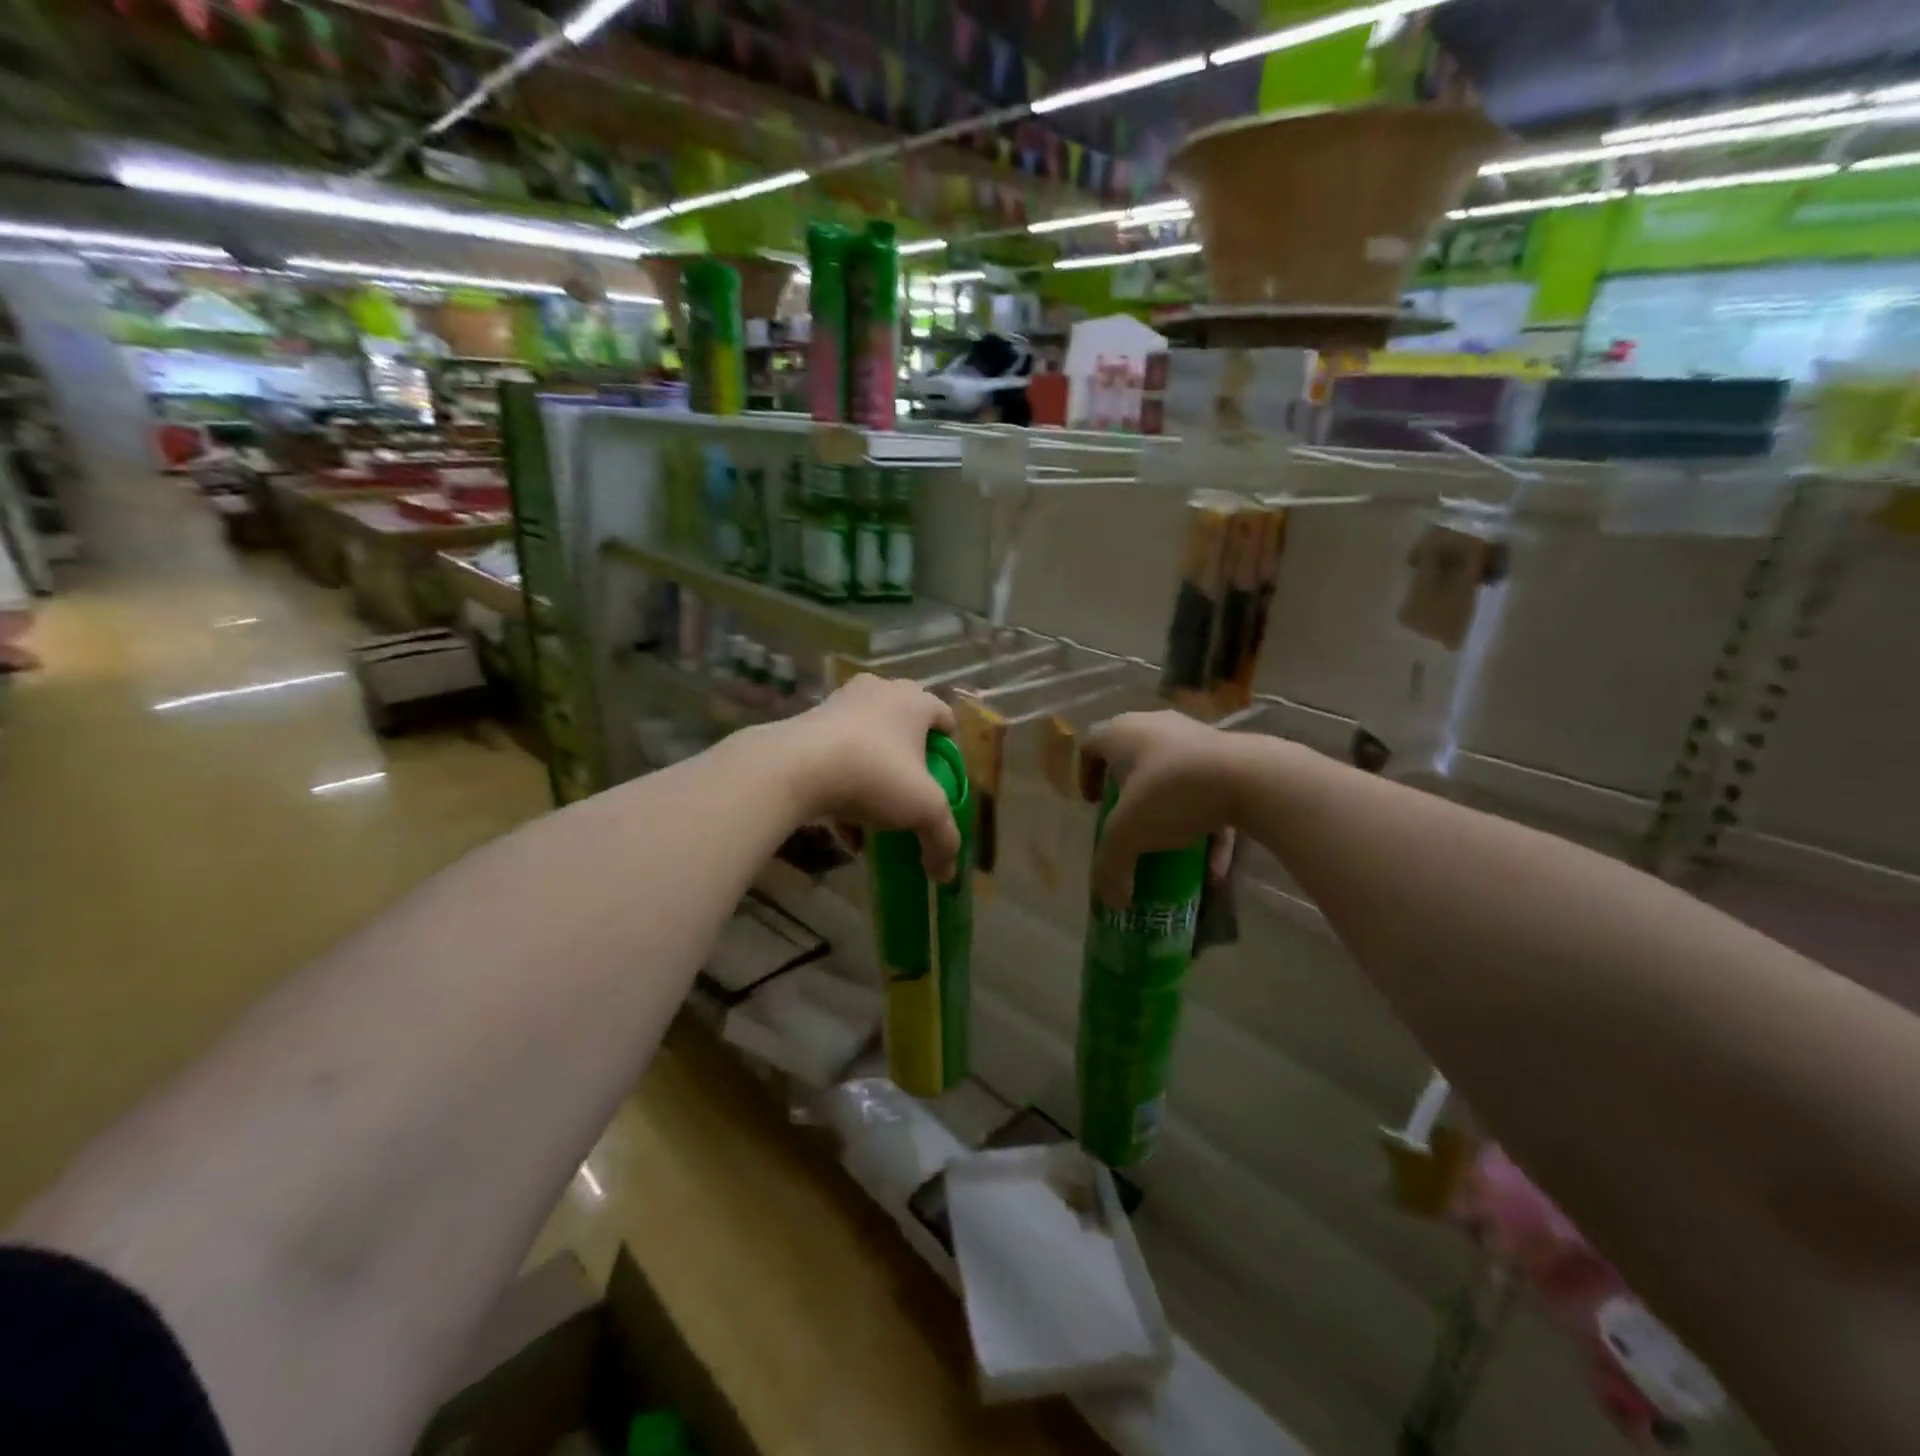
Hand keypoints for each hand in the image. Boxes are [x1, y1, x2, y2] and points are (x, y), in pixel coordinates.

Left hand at [781, 675, 961, 881]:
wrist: (793, 768)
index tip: (946, 783)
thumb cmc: (875, 774)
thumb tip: (948, 873)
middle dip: (910, 766)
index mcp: (913, 700)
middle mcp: (878, 692)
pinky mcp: (807, 726)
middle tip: (912, 797)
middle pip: (904, 729)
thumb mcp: (924, 810)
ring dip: (875, 780)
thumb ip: (943, 839)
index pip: (945, 717)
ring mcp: (838, 705)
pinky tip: (845, 829)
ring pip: (867, 745)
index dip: (951, 752)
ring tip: (876, 819)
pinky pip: (835, 757)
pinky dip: (844, 787)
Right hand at [1083, 712, 1248, 908]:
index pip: (1091, 746)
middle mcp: (1156, 727)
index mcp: (1122, 733)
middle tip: (1128, 822)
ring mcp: (1196, 738)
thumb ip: (1111, 866)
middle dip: (1129, 794)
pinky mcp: (1231, 757)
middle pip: (1133, 760)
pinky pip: (1210, 793)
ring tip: (1171, 849)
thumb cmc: (1170, 793)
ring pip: (1174, 778)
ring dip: (1171, 814)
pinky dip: (1208, 827)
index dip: (1086, 776)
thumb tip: (1110, 901)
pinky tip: (1212, 869)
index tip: (1093, 805)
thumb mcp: (1128, 834)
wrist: (1249, 777)